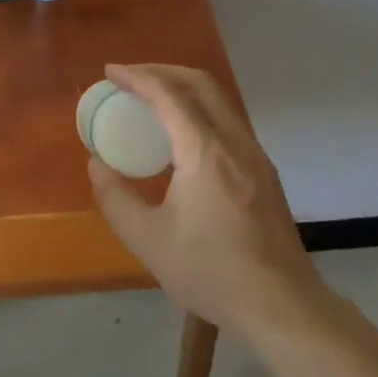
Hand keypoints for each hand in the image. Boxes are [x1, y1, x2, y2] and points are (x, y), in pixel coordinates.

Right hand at [87, 64, 318, 337]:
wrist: (281, 305)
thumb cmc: (210, 272)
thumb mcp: (148, 240)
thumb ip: (115, 198)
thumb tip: (96, 165)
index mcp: (205, 152)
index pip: (168, 95)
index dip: (137, 77)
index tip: (110, 72)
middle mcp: (235, 142)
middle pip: (200, 83)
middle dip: (161, 70)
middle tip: (129, 78)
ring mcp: (256, 155)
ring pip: (218, 100)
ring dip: (183, 88)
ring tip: (151, 101)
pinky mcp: (265, 172)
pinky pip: (228, 122)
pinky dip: (199, 111)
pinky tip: (182, 136)